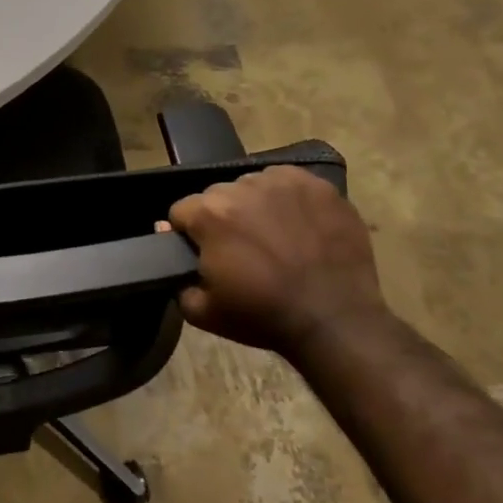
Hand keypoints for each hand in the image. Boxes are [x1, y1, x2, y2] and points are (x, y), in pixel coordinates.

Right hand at [167, 166, 387, 353]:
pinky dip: (288, 199)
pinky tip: (298, 225)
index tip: (203, 254)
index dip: (188, 234)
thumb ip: (176, 278)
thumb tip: (169, 239)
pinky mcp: (318, 185)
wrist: (334, 320)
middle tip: (240, 249)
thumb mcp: (201, 312)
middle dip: (222, 218)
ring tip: (272, 236)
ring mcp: (283, 182)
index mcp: (210, 214)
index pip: (181, 211)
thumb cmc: (263, 316)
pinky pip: (289, 183)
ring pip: (253, 186)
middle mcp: (242, 187)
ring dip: (254, 206)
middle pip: (217, 196)